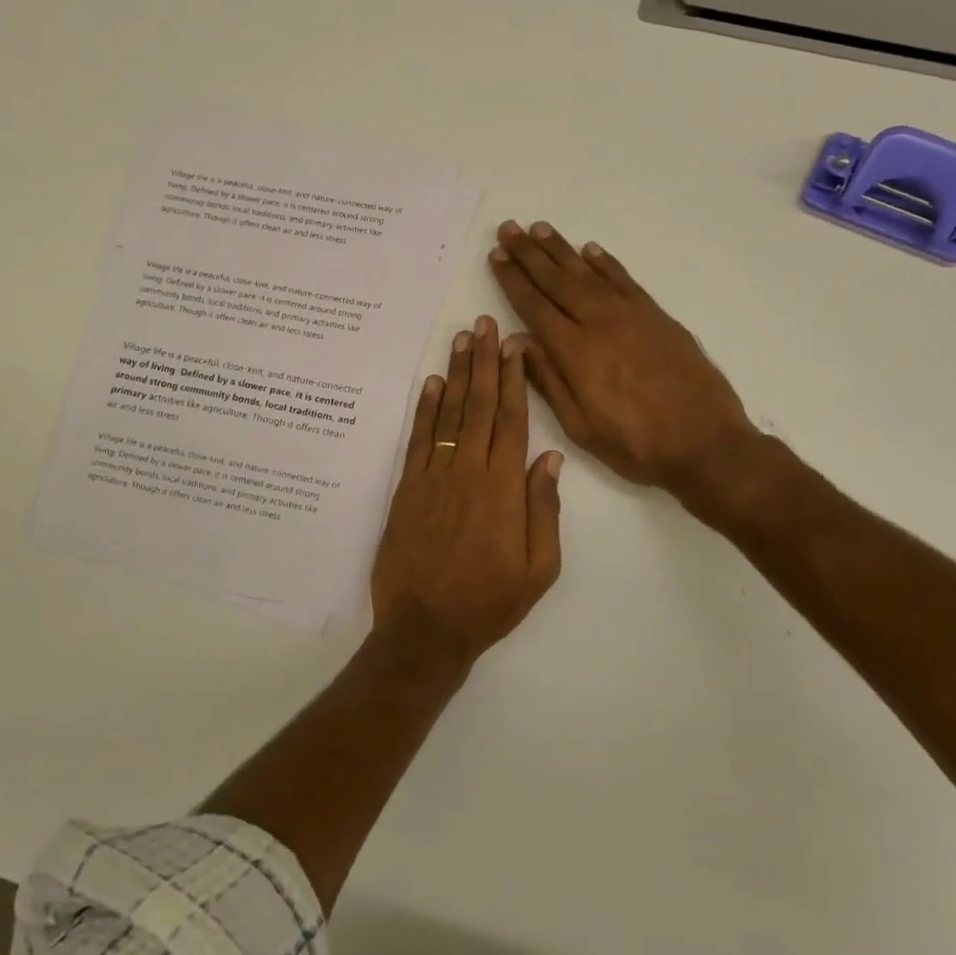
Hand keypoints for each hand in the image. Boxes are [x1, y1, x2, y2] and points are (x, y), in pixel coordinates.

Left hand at [370, 315, 562, 672]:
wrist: (425, 629)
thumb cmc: (489, 602)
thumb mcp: (539, 568)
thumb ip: (543, 509)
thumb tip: (549, 459)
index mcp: (504, 489)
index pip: (512, 421)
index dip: (514, 380)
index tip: (514, 346)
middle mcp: (468, 472)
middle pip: (479, 406)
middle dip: (484, 362)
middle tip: (484, 324)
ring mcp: (433, 477)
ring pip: (448, 415)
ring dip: (456, 375)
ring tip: (460, 339)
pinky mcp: (406, 489)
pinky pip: (418, 440)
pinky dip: (425, 409)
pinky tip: (431, 384)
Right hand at [489, 220, 756, 497]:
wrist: (705, 443)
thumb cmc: (635, 444)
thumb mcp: (580, 426)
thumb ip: (548, 380)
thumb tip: (517, 341)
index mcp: (576, 353)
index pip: (534, 306)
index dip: (512, 280)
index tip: (496, 256)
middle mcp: (600, 323)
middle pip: (557, 280)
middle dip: (529, 254)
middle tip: (509, 229)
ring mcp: (632, 315)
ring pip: (588, 273)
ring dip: (561, 249)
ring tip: (539, 229)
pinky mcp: (657, 316)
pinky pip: (624, 279)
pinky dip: (605, 263)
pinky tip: (589, 250)